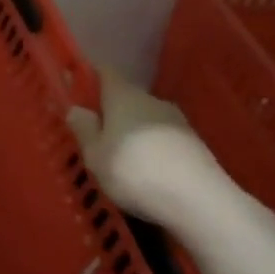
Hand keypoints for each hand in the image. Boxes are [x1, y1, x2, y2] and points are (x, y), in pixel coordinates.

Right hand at [66, 66, 219, 225]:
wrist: (198, 200)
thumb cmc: (134, 171)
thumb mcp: (95, 155)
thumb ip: (84, 129)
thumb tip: (76, 108)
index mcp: (123, 96)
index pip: (105, 73)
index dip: (91, 76)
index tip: (78, 86)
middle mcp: (151, 100)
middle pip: (126, 98)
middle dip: (111, 112)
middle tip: (94, 134)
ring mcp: (177, 121)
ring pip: (145, 119)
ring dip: (132, 132)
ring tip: (119, 159)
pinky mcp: (194, 144)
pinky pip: (162, 139)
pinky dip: (150, 149)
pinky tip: (145, 172)